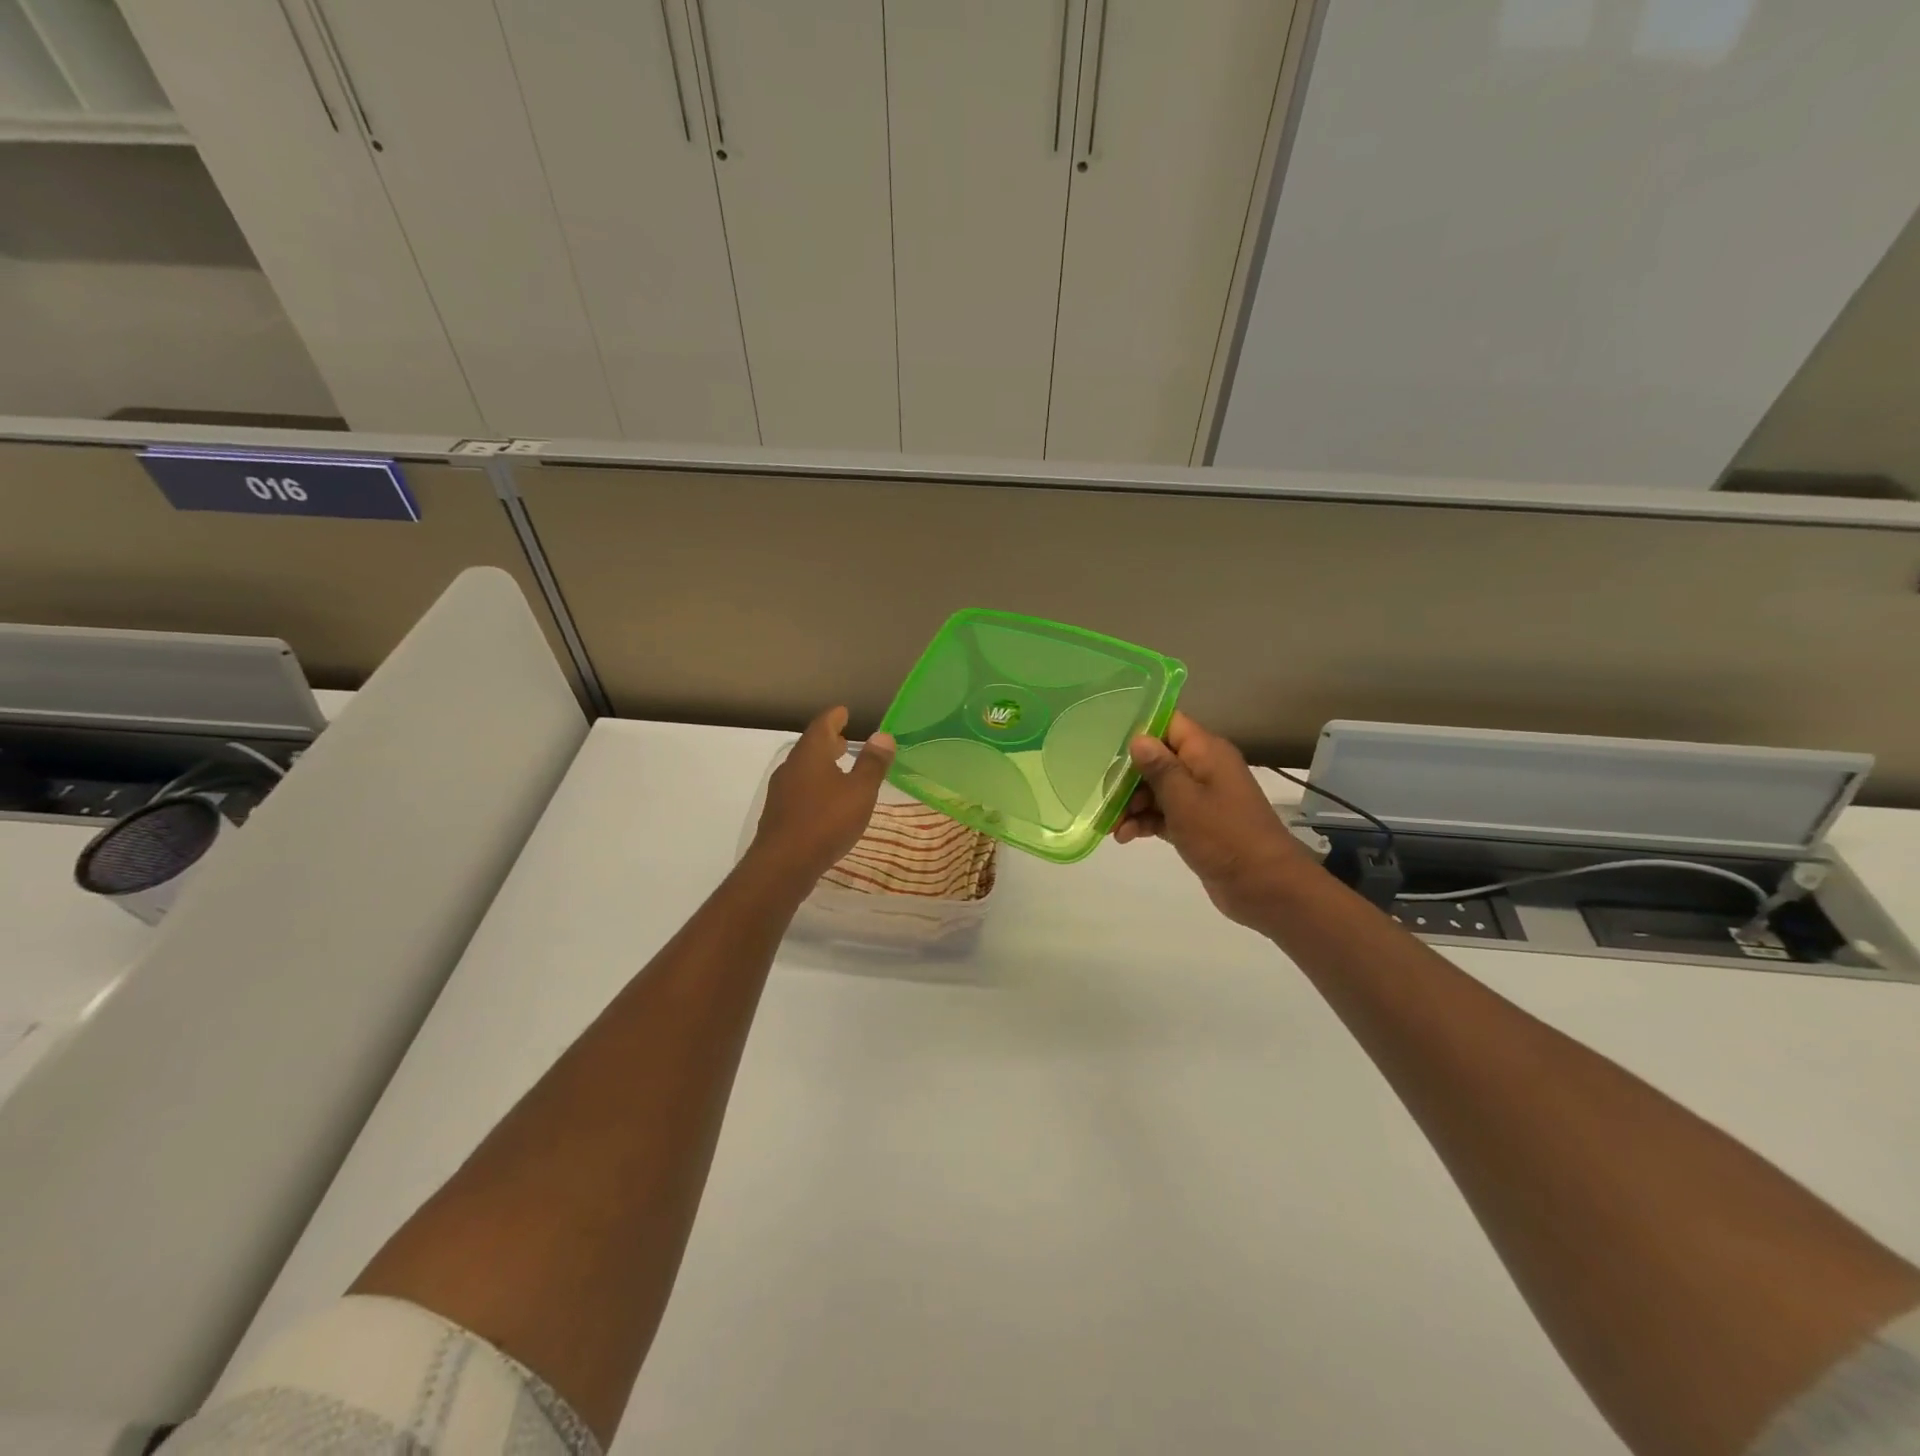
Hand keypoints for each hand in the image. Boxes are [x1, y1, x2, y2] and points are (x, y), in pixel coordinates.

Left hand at [748, 707, 894, 886]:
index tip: (844, 711)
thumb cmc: (826, 821)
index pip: (822, 724)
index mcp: (810, 754)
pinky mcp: (779, 814)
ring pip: (804, 769)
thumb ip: (872, 763)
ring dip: (822, 764)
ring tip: (839, 768)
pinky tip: (826, 800)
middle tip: (844, 738)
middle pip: (811, 746)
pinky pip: (800, 789)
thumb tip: (883, 736)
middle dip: (829, 741)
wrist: (783, 865)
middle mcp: (792, 767)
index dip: (835, 716)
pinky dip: (815, 784)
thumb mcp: (860, 792)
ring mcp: (781, 791)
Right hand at [1113, 711, 1309, 928]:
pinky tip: (1126, 836)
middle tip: (1107, 796)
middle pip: (1158, 759)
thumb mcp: (1185, 799)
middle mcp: (1204, 769)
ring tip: (1114, 826)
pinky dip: (1146, 822)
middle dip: (1130, 777)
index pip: (1169, 724)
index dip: (1141, 731)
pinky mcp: (1197, 825)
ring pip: (1158, 789)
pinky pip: (1164, 814)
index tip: (1111, 747)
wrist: (1265, 887)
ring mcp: (1201, 799)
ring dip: (1133, 804)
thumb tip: (1138, 738)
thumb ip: (1159, 768)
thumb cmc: (1224, 835)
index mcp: (1207, 752)